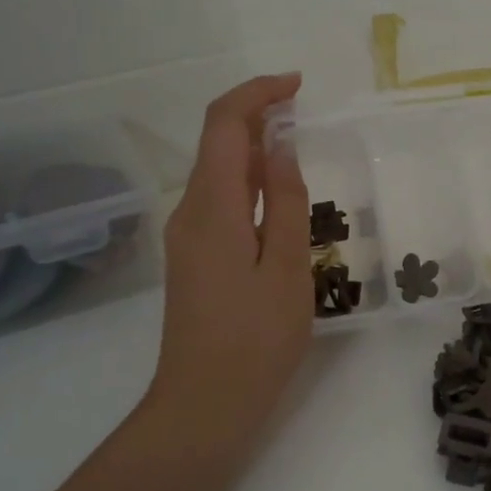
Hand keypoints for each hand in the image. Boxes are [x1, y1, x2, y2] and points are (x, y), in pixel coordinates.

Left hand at [144, 74, 312, 453]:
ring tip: (298, 152)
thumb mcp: (286, 268)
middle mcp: (189, 212)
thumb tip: (281, 146)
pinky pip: (219, 202)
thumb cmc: (256, 340)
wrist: (204, 405)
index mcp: (212, 207)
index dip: (257, 93)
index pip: (223, 124)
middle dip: (256, 116)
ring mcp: (186, 237)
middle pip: (215, 143)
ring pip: (217, 173)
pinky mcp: (192, 259)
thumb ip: (286, 201)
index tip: (297, 86)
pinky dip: (247, 184)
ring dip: (253, 150)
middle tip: (304, 114)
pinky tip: (278, 201)